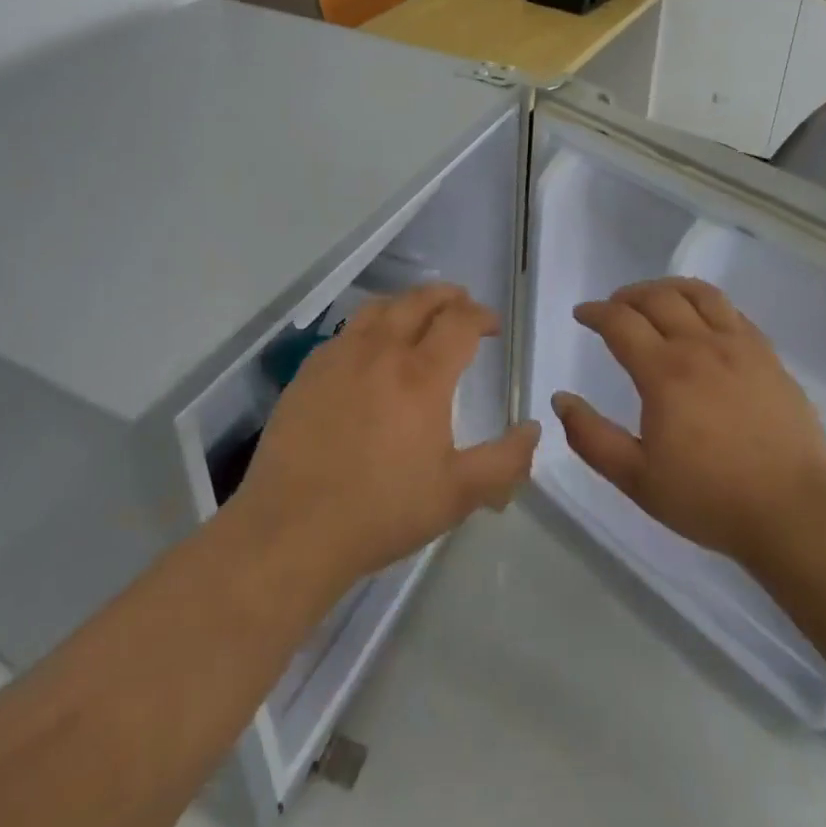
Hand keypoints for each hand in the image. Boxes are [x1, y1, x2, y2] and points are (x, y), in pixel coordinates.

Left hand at [229, 284, 541, 597]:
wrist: (292, 530)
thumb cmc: (382, 511)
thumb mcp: (458, 495)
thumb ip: (505, 461)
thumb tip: (533, 429)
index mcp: (422, 375)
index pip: (460, 321)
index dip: (482, 315)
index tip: (492, 326)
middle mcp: (382, 351)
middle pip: (419, 300)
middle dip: (447, 296)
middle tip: (461, 305)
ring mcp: (340, 356)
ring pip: (379, 307)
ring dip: (407, 303)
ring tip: (418, 317)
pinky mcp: (309, 371)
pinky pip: (346, 331)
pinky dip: (370, 327)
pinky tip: (370, 351)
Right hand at [552, 278, 825, 567]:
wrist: (794, 510)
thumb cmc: (710, 498)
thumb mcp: (637, 480)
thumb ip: (592, 438)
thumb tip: (560, 400)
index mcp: (664, 372)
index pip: (621, 322)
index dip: (596, 313)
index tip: (582, 314)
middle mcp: (700, 346)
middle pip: (657, 298)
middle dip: (627, 296)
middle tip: (613, 307)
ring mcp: (739, 346)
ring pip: (698, 294)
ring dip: (667, 288)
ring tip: (655, 298)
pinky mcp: (768, 355)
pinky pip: (732, 311)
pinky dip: (706, 303)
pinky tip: (702, 319)